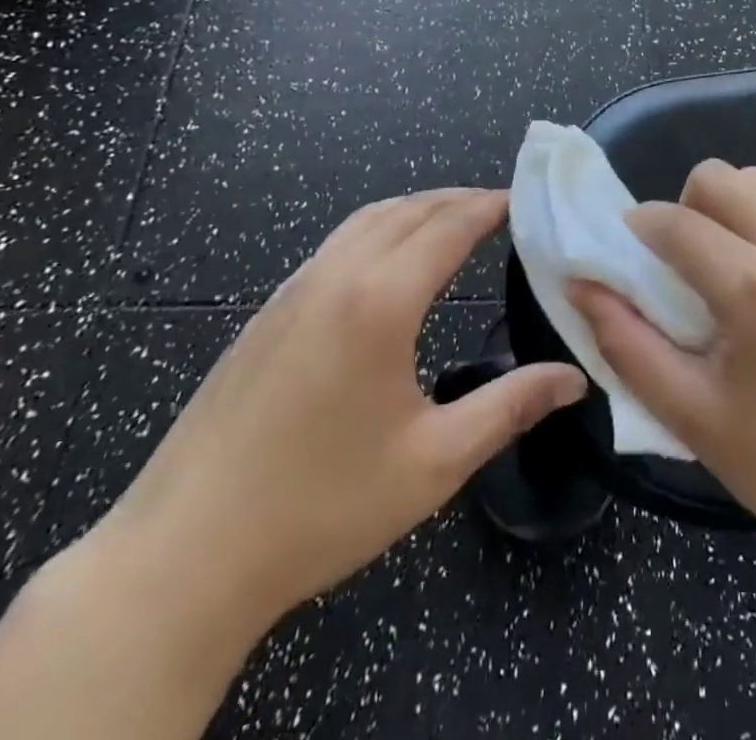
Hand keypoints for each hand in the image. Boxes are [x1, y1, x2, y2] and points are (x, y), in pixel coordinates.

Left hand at [95, 189, 587, 635]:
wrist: (181, 556)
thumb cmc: (321, 507)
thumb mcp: (434, 462)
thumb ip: (511, 406)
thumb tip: (574, 379)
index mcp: (380, 300)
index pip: (449, 225)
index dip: (491, 205)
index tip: (525, 198)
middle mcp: (336, 275)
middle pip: (408, 209)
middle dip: (458, 199)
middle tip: (500, 209)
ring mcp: (293, 290)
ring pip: (366, 219)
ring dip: (416, 209)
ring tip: (452, 224)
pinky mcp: (266, 313)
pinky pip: (336, 244)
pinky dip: (378, 229)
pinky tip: (387, 266)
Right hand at [570, 162, 755, 591]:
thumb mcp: (691, 416)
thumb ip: (625, 342)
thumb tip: (581, 284)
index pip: (675, 221)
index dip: (637, 229)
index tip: (628, 253)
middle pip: (719, 177)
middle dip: (685, 208)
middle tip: (683, 264)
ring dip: (731, 211)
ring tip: (731, 269)